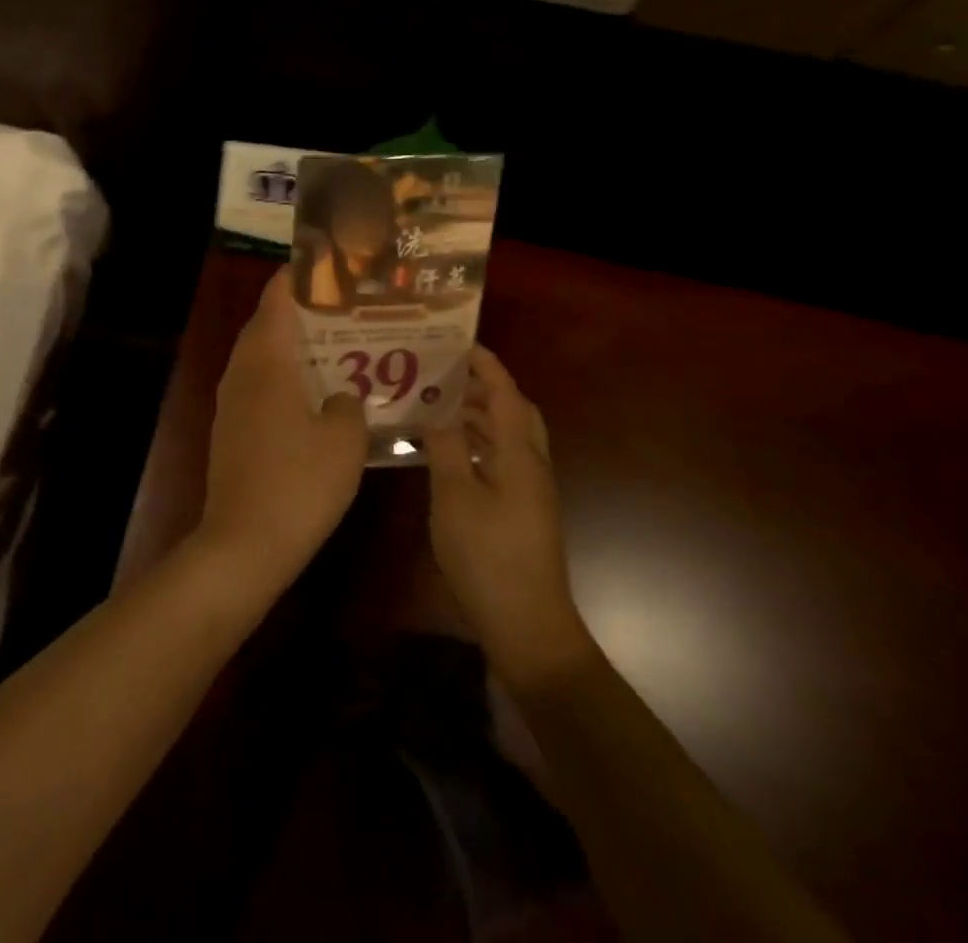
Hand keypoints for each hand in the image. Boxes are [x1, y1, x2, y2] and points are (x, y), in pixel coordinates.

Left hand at [195, 269, 367, 594]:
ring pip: (258, 358)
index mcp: (267, 362)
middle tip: (338, 309)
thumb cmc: (299, 483)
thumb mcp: (344, 441)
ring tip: (330, 347)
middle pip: (264, 325)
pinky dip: (280, 377)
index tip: (322, 264)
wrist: (244, 542)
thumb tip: (341, 397)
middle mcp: (241, 373)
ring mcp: (230, 403)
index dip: (295, 277)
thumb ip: (348, 406)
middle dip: (296, 311)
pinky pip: (256, 386)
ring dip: (288, 347)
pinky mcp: (229, 430)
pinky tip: (310, 396)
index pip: (275, 301)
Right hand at [424, 345, 593, 691]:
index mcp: (519, 455)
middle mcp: (531, 465)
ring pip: (507, 437)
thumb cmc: (488, 555)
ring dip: (479, 415)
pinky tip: (447, 452)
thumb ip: (445, 448)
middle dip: (484, 387)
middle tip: (445, 374)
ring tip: (438, 404)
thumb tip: (437, 412)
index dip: (486, 365)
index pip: (505, 394)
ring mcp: (529, 490)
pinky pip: (500, 459)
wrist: (527, 624)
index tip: (458, 342)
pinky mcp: (521, 511)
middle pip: (515, 412)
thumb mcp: (454, 497)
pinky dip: (477, 443)